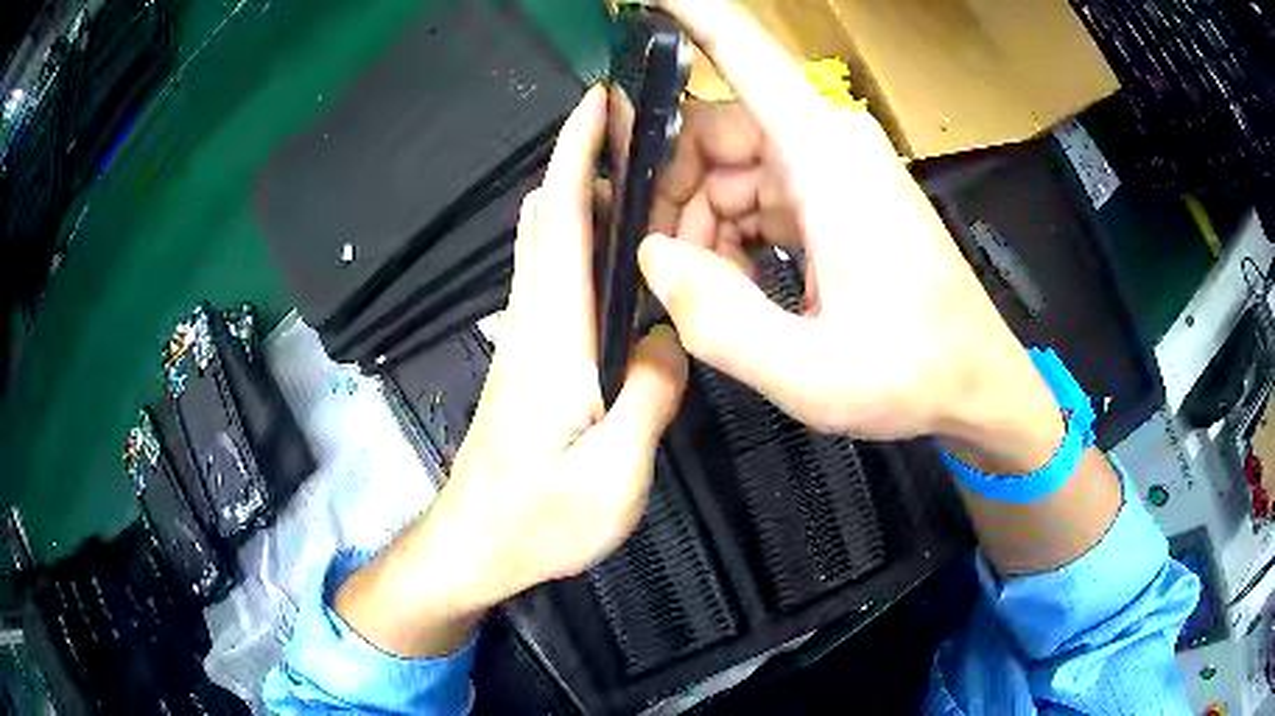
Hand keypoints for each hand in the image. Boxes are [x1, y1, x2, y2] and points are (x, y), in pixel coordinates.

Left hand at [334, 88, 687, 656]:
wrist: (475, 547)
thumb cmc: (536, 521)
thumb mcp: (612, 477)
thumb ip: (648, 399)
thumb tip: (669, 340)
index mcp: (554, 338)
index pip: (561, 220)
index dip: (574, 153)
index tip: (596, 103)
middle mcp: (534, 322)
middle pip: (547, 218)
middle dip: (578, 158)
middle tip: (631, 126)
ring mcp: (528, 340)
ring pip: (546, 245)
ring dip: (579, 193)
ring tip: (635, 171)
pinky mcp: (531, 361)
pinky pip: (554, 279)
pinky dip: (579, 240)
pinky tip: (615, 251)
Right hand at [640, 0, 1062, 471]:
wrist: (976, 385)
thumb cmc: (917, 375)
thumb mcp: (814, 372)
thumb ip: (720, 320)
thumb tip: (653, 258)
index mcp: (827, 159)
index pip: (743, 49)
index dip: (688, 10)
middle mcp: (827, 145)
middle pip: (712, 129)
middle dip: (672, 193)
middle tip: (664, 270)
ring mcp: (831, 169)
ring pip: (727, 166)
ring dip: (699, 224)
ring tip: (708, 295)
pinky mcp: (833, 197)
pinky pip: (755, 193)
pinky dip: (729, 234)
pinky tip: (735, 285)